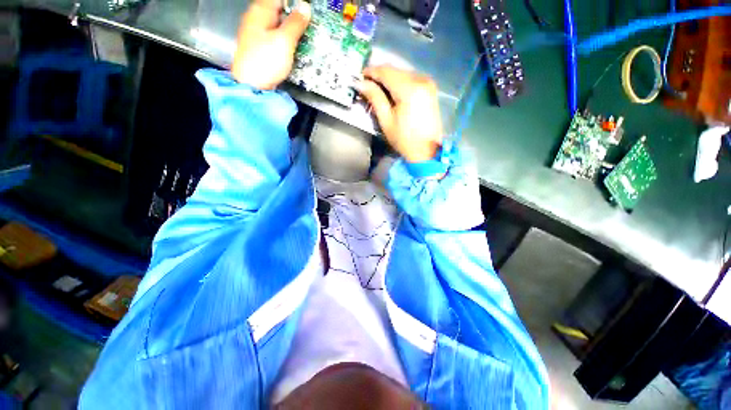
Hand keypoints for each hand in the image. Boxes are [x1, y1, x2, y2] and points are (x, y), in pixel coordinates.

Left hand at [231, 0, 310, 89]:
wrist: (251, 85)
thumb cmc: (266, 61)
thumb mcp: (284, 41)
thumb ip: (295, 23)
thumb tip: (305, 7)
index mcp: (261, 11)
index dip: (295, 4)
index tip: (308, 14)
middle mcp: (256, 18)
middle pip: (279, 10)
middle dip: (294, 17)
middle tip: (308, 28)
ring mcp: (256, 33)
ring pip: (277, 25)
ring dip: (291, 30)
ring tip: (304, 39)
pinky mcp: (259, 47)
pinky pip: (275, 37)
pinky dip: (285, 40)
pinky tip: (292, 48)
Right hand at [358, 66, 443, 162]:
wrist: (427, 151)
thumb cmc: (404, 139)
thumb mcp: (386, 120)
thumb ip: (375, 98)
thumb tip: (360, 84)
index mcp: (409, 89)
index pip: (385, 71)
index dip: (370, 72)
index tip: (359, 78)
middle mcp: (420, 79)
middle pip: (395, 70)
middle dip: (379, 76)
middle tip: (367, 87)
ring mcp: (428, 83)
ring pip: (402, 73)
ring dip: (389, 79)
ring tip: (378, 91)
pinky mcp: (430, 88)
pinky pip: (411, 79)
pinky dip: (399, 83)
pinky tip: (392, 93)